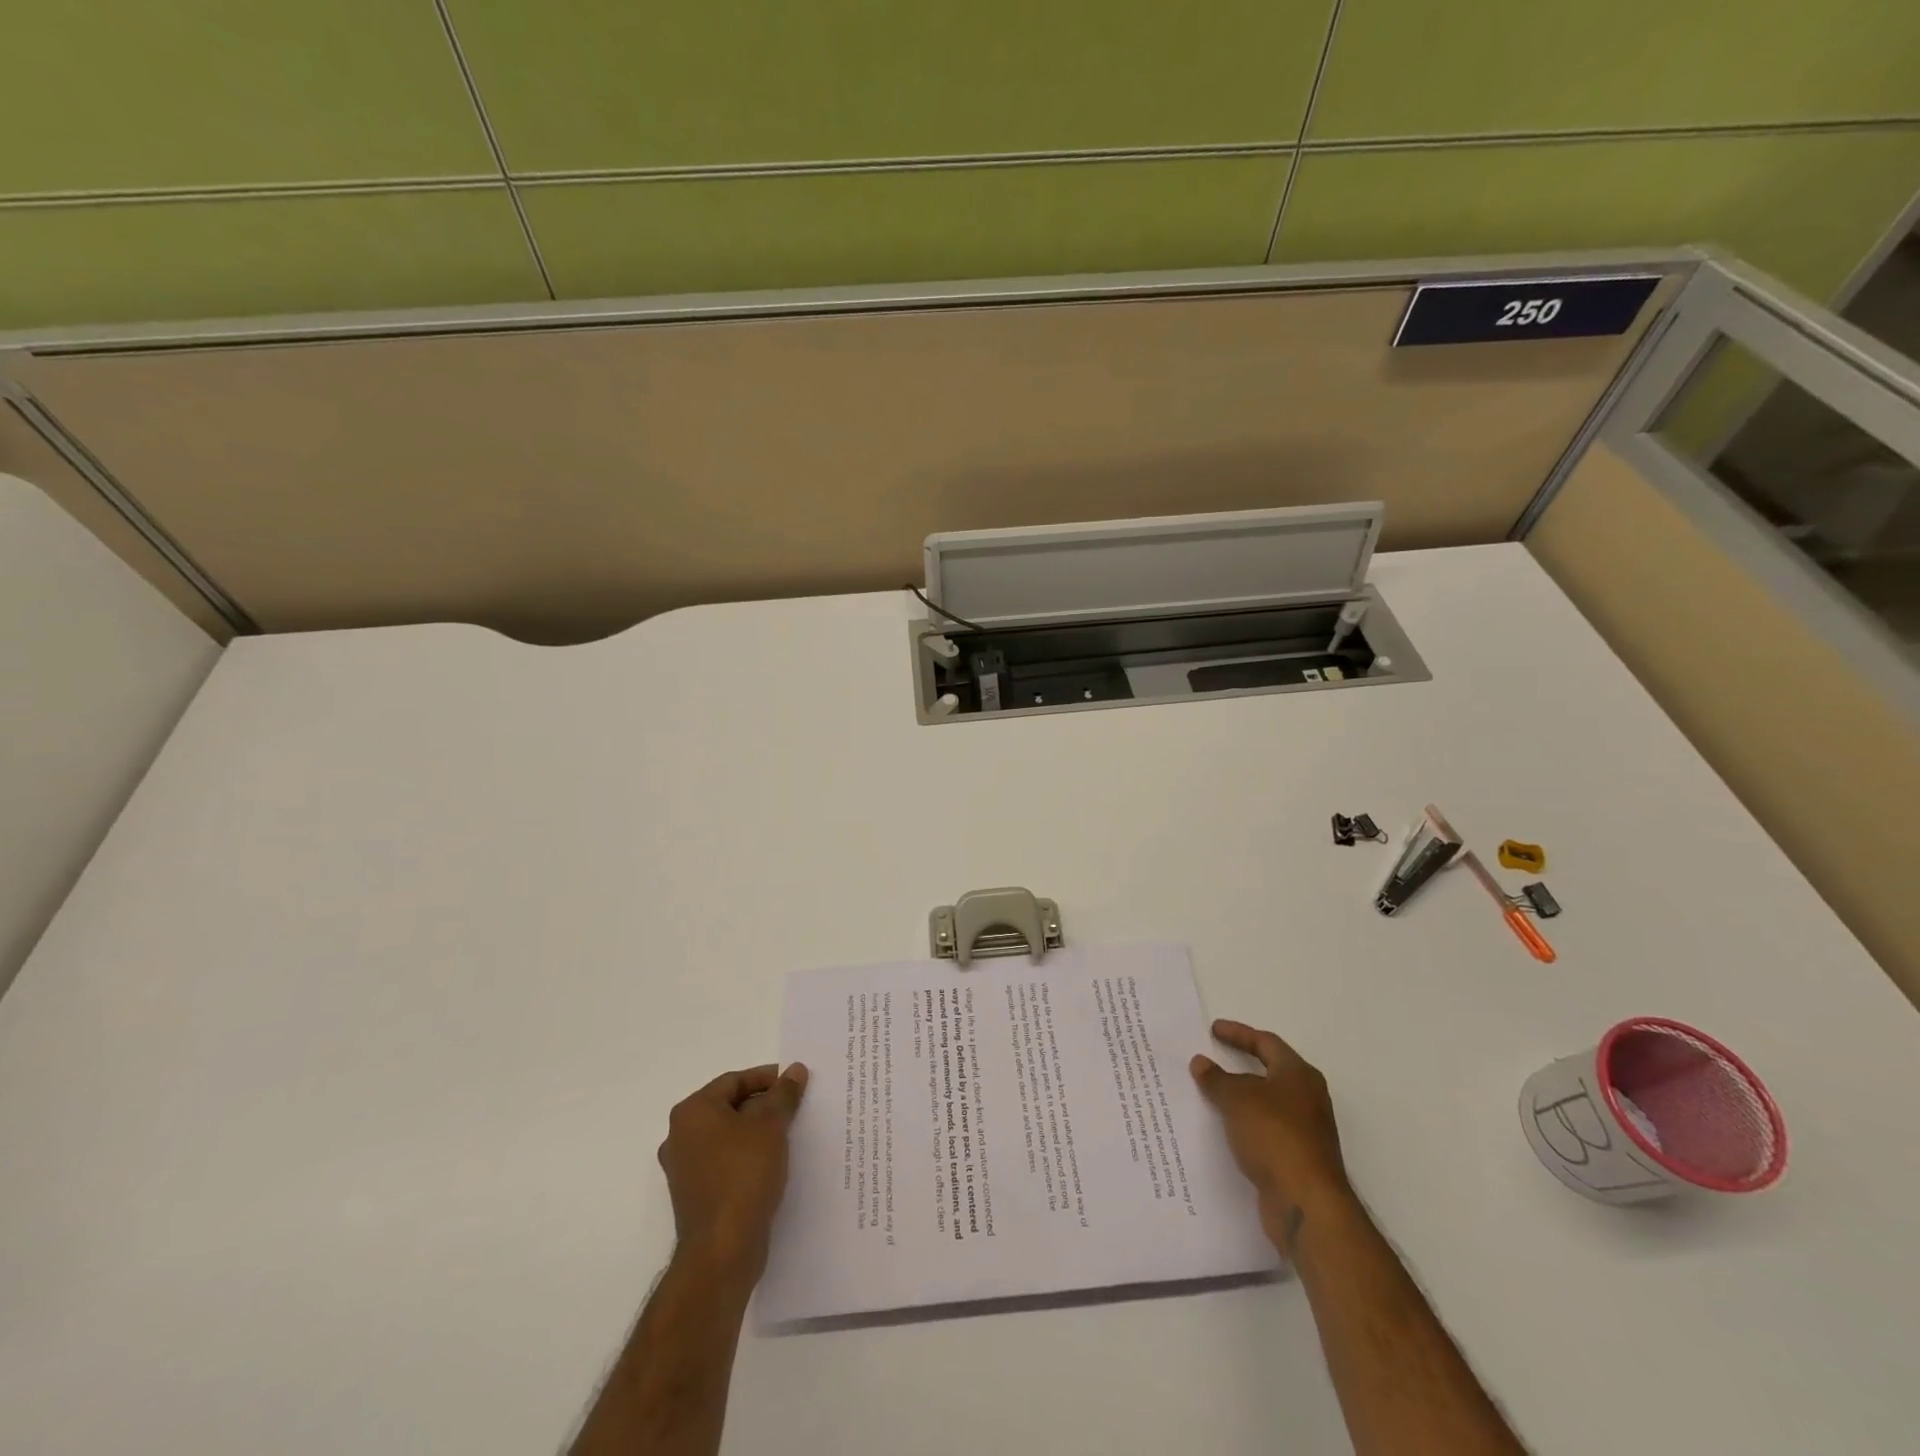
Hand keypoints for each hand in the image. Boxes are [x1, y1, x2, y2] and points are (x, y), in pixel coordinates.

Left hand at [658, 1063, 808, 1279]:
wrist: (722, 1250)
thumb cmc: (743, 1175)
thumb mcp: (771, 1126)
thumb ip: (783, 1094)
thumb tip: (795, 1069)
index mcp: (692, 1112)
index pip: (734, 1081)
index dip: (767, 1077)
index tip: (795, 1082)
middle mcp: (680, 1136)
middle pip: (729, 1107)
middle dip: (764, 1105)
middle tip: (795, 1106)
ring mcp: (684, 1168)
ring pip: (728, 1136)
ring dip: (757, 1131)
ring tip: (790, 1133)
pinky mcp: (695, 1195)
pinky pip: (724, 1162)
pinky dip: (747, 1156)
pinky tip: (774, 1162)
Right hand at [1191, 1020, 1349, 1256]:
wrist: (1306, 1203)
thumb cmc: (1274, 1135)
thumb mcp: (1238, 1099)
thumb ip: (1217, 1079)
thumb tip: (1201, 1062)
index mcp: (1298, 1075)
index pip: (1266, 1043)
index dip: (1239, 1034)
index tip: (1213, 1030)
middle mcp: (1306, 1099)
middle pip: (1269, 1073)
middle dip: (1239, 1067)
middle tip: (1211, 1059)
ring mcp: (1304, 1131)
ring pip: (1265, 1104)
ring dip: (1239, 1099)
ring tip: (1208, 1095)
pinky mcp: (1296, 1159)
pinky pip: (1263, 1131)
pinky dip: (1243, 1125)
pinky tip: (1222, 1131)